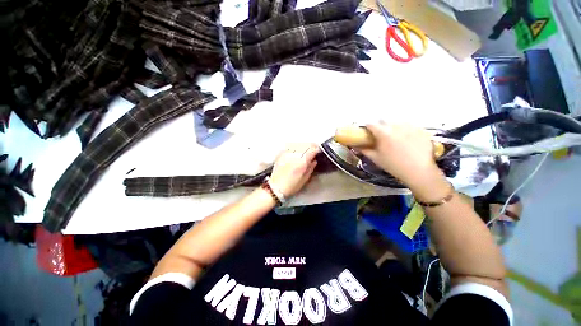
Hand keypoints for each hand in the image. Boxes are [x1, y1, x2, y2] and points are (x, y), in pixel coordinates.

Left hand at [269, 143, 318, 197]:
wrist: (276, 187)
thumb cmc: (291, 186)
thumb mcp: (304, 179)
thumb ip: (310, 168)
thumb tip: (314, 161)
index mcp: (302, 162)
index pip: (312, 150)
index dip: (317, 149)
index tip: (318, 151)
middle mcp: (294, 155)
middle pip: (305, 145)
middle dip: (311, 146)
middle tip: (313, 149)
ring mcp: (287, 154)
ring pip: (297, 144)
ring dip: (303, 146)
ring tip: (305, 149)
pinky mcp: (281, 154)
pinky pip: (290, 147)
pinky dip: (294, 147)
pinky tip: (296, 151)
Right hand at [360, 123, 448, 200]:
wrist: (419, 171)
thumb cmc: (393, 165)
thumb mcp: (375, 158)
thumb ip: (364, 150)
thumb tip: (355, 146)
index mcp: (383, 133)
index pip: (371, 124)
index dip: (366, 127)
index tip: (366, 131)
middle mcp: (396, 126)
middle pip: (384, 120)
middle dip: (379, 126)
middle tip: (380, 135)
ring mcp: (410, 126)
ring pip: (397, 121)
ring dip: (392, 126)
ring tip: (394, 137)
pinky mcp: (420, 129)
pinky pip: (409, 125)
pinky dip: (404, 129)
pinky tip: (406, 139)